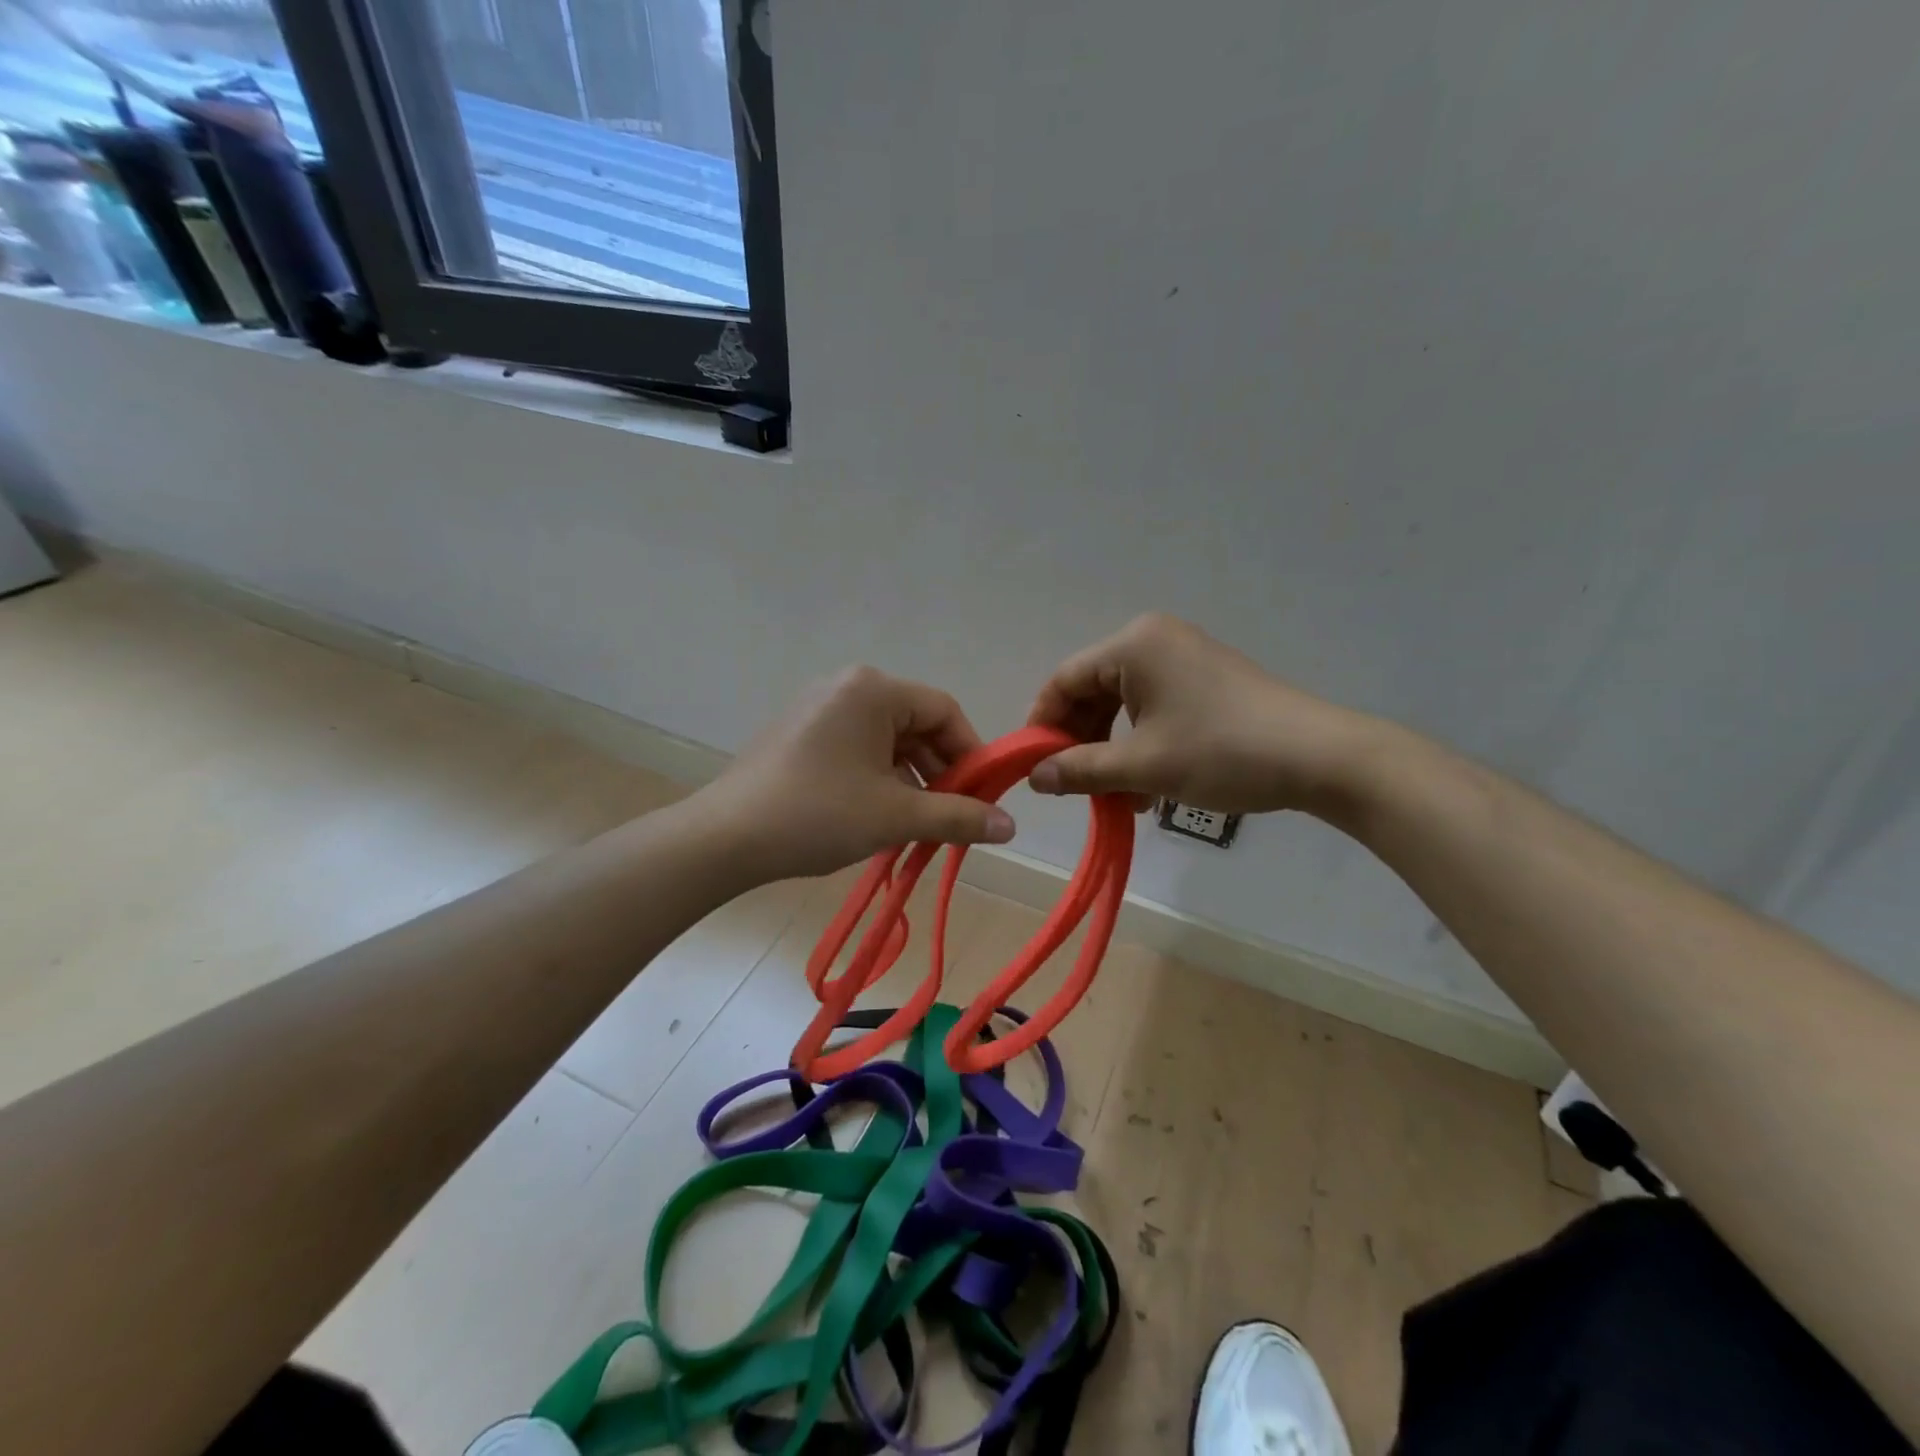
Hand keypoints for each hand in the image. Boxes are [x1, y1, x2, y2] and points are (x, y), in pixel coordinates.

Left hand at [694, 666, 1015, 884]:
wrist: (724, 839)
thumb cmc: (818, 814)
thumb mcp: (896, 816)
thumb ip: (959, 817)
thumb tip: (1012, 828)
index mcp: (872, 690)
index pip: (944, 711)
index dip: (972, 754)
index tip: (982, 798)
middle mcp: (846, 687)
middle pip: (915, 724)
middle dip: (940, 771)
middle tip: (952, 816)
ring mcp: (818, 708)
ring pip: (886, 740)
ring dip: (910, 779)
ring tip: (915, 824)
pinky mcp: (799, 733)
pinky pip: (856, 747)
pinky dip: (878, 778)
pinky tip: (878, 815)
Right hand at [1026, 613, 1371, 815]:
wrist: (1318, 757)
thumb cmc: (1221, 752)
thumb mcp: (1142, 766)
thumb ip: (1080, 769)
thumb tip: (1034, 777)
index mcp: (1133, 645)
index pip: (1064, 679)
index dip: (1043, 723)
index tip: (1033, 767)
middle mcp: (1154, 640)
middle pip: (1092, 690)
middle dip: (1080, 741)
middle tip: (1073, 786)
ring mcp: (1184, 658)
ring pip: (1123, 704)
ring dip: (1111, 750)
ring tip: (1114, 796)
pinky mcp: (1206, 679)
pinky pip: (1153, 708)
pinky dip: (1141, 744)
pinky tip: (1146, 786)